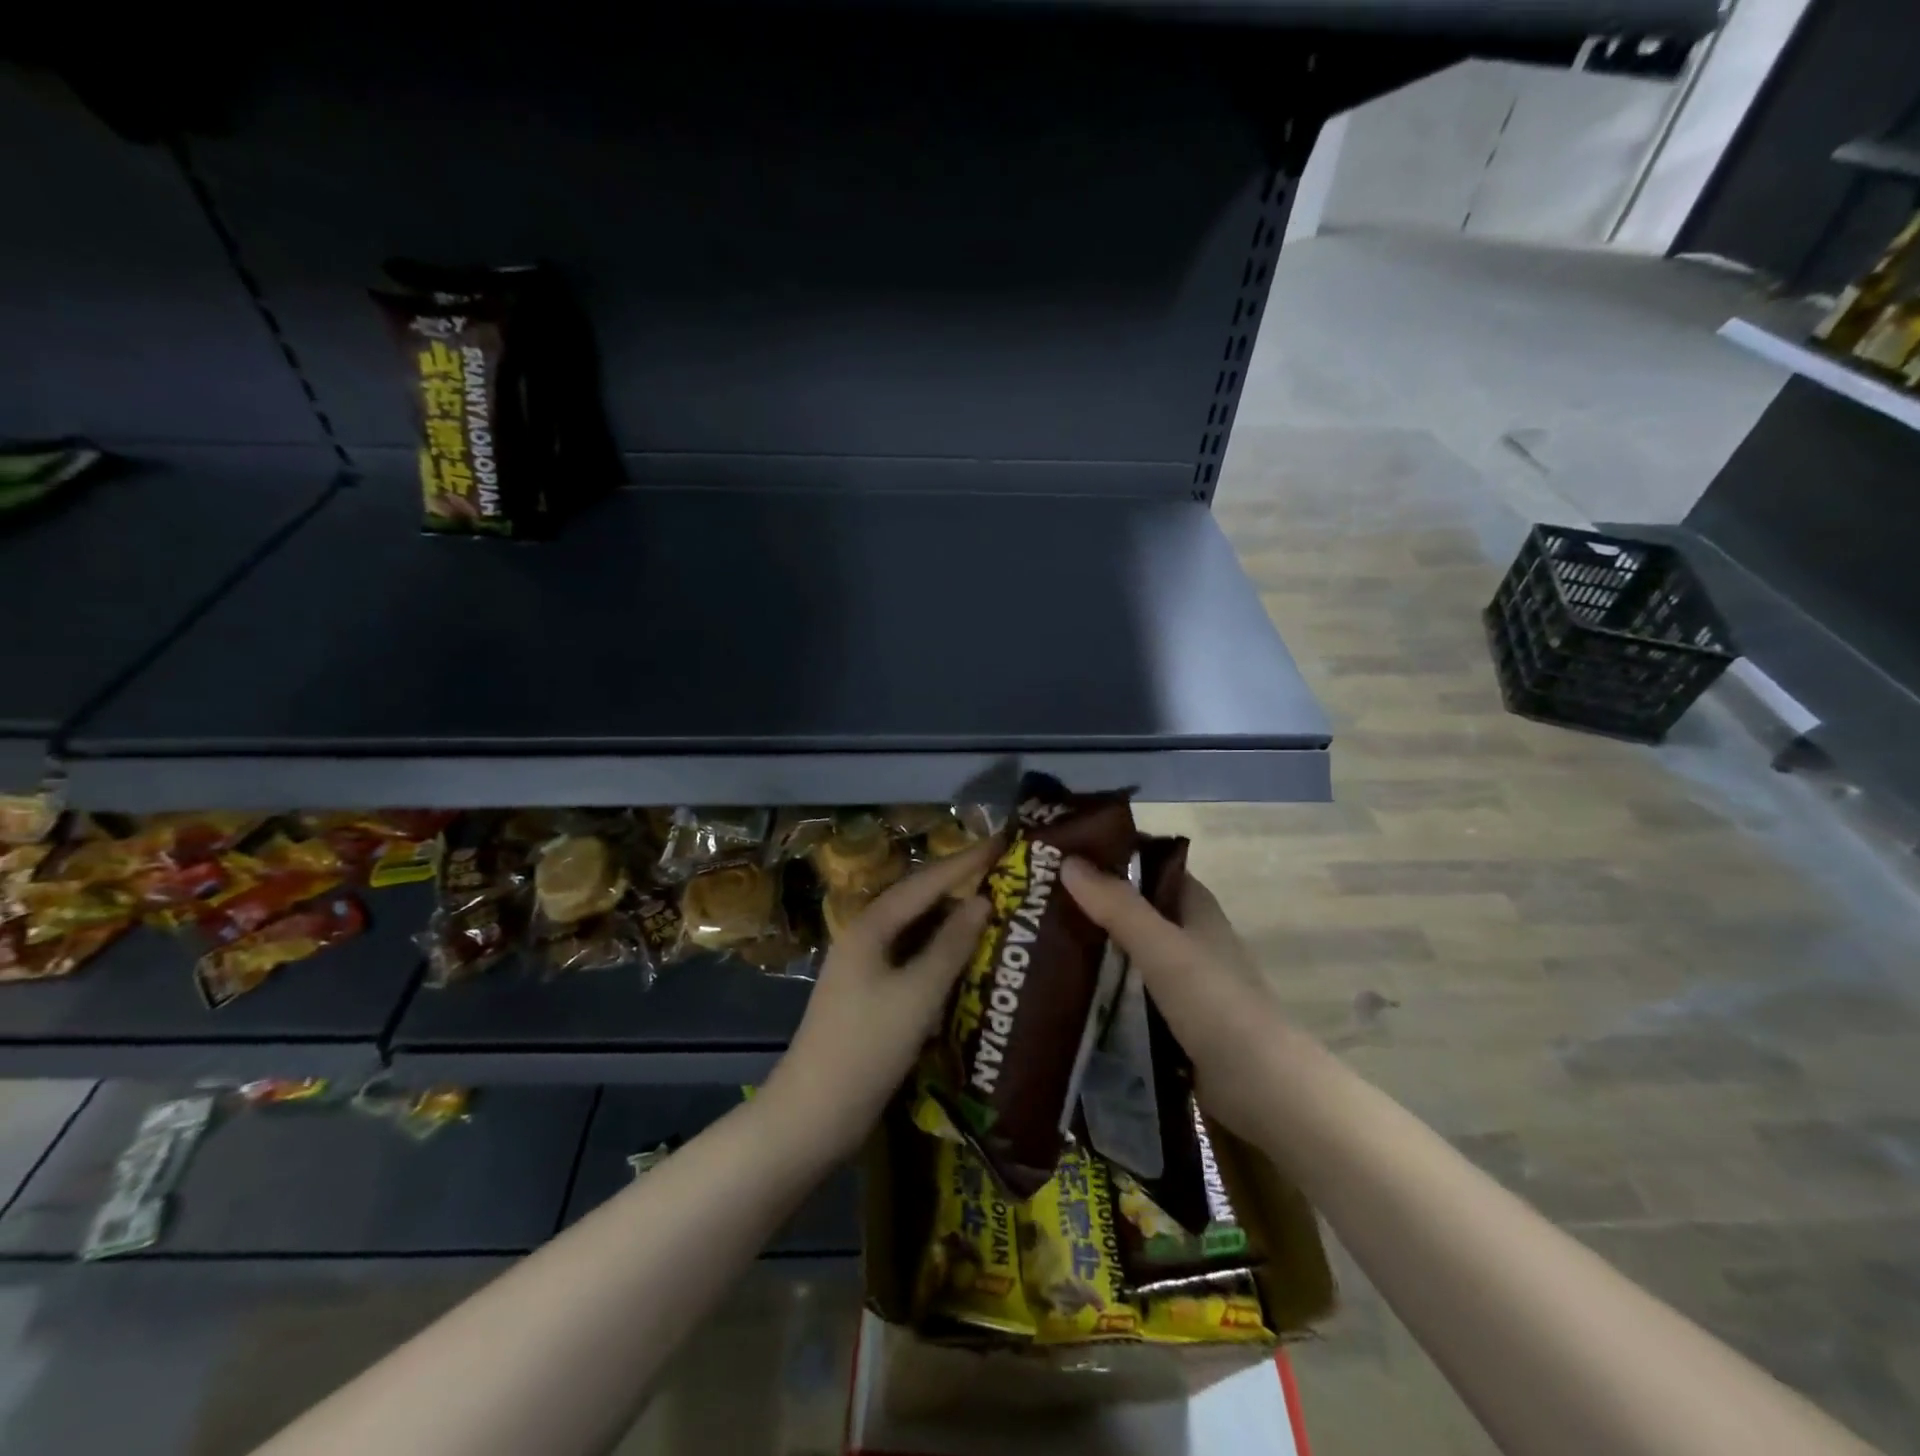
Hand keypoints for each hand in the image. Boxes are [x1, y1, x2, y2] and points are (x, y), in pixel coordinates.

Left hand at [763, 839, 996, 1159]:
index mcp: (870, 926)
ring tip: (994, 903)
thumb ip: (951, 945)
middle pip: (919, 899)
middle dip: (959, 883)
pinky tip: (966, 954)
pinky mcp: (871, 994)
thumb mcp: (917, 994)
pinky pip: (913, 956)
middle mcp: (865, 936)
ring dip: (952, 916)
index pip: (926, 882)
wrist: (814, 1113)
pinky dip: (941, 949)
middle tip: (1004, 871)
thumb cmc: (867, 1047)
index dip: (965, 861)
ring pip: (916, 929)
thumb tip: (982, 901)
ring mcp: (865, 965)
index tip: (1003, 842)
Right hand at [1061, 856, 1295, 1141]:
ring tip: (1038, 941)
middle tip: (1037, 902)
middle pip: (1133, 908)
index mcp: (1194, 906)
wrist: (1261, 1087)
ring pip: (1128, 950)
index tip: (1060, 857)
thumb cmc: (1215, 1003)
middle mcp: (1188, 935)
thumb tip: (1068, 861)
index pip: (1147, 866)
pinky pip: (1130, 989)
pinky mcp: (1173, 1016)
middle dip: (1091, 905)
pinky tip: (1066, 988)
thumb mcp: (1160, 947)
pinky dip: (1103, 985)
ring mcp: (1182, 978)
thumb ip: (1116, 905)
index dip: (1108, 858)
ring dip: (1094, 947)